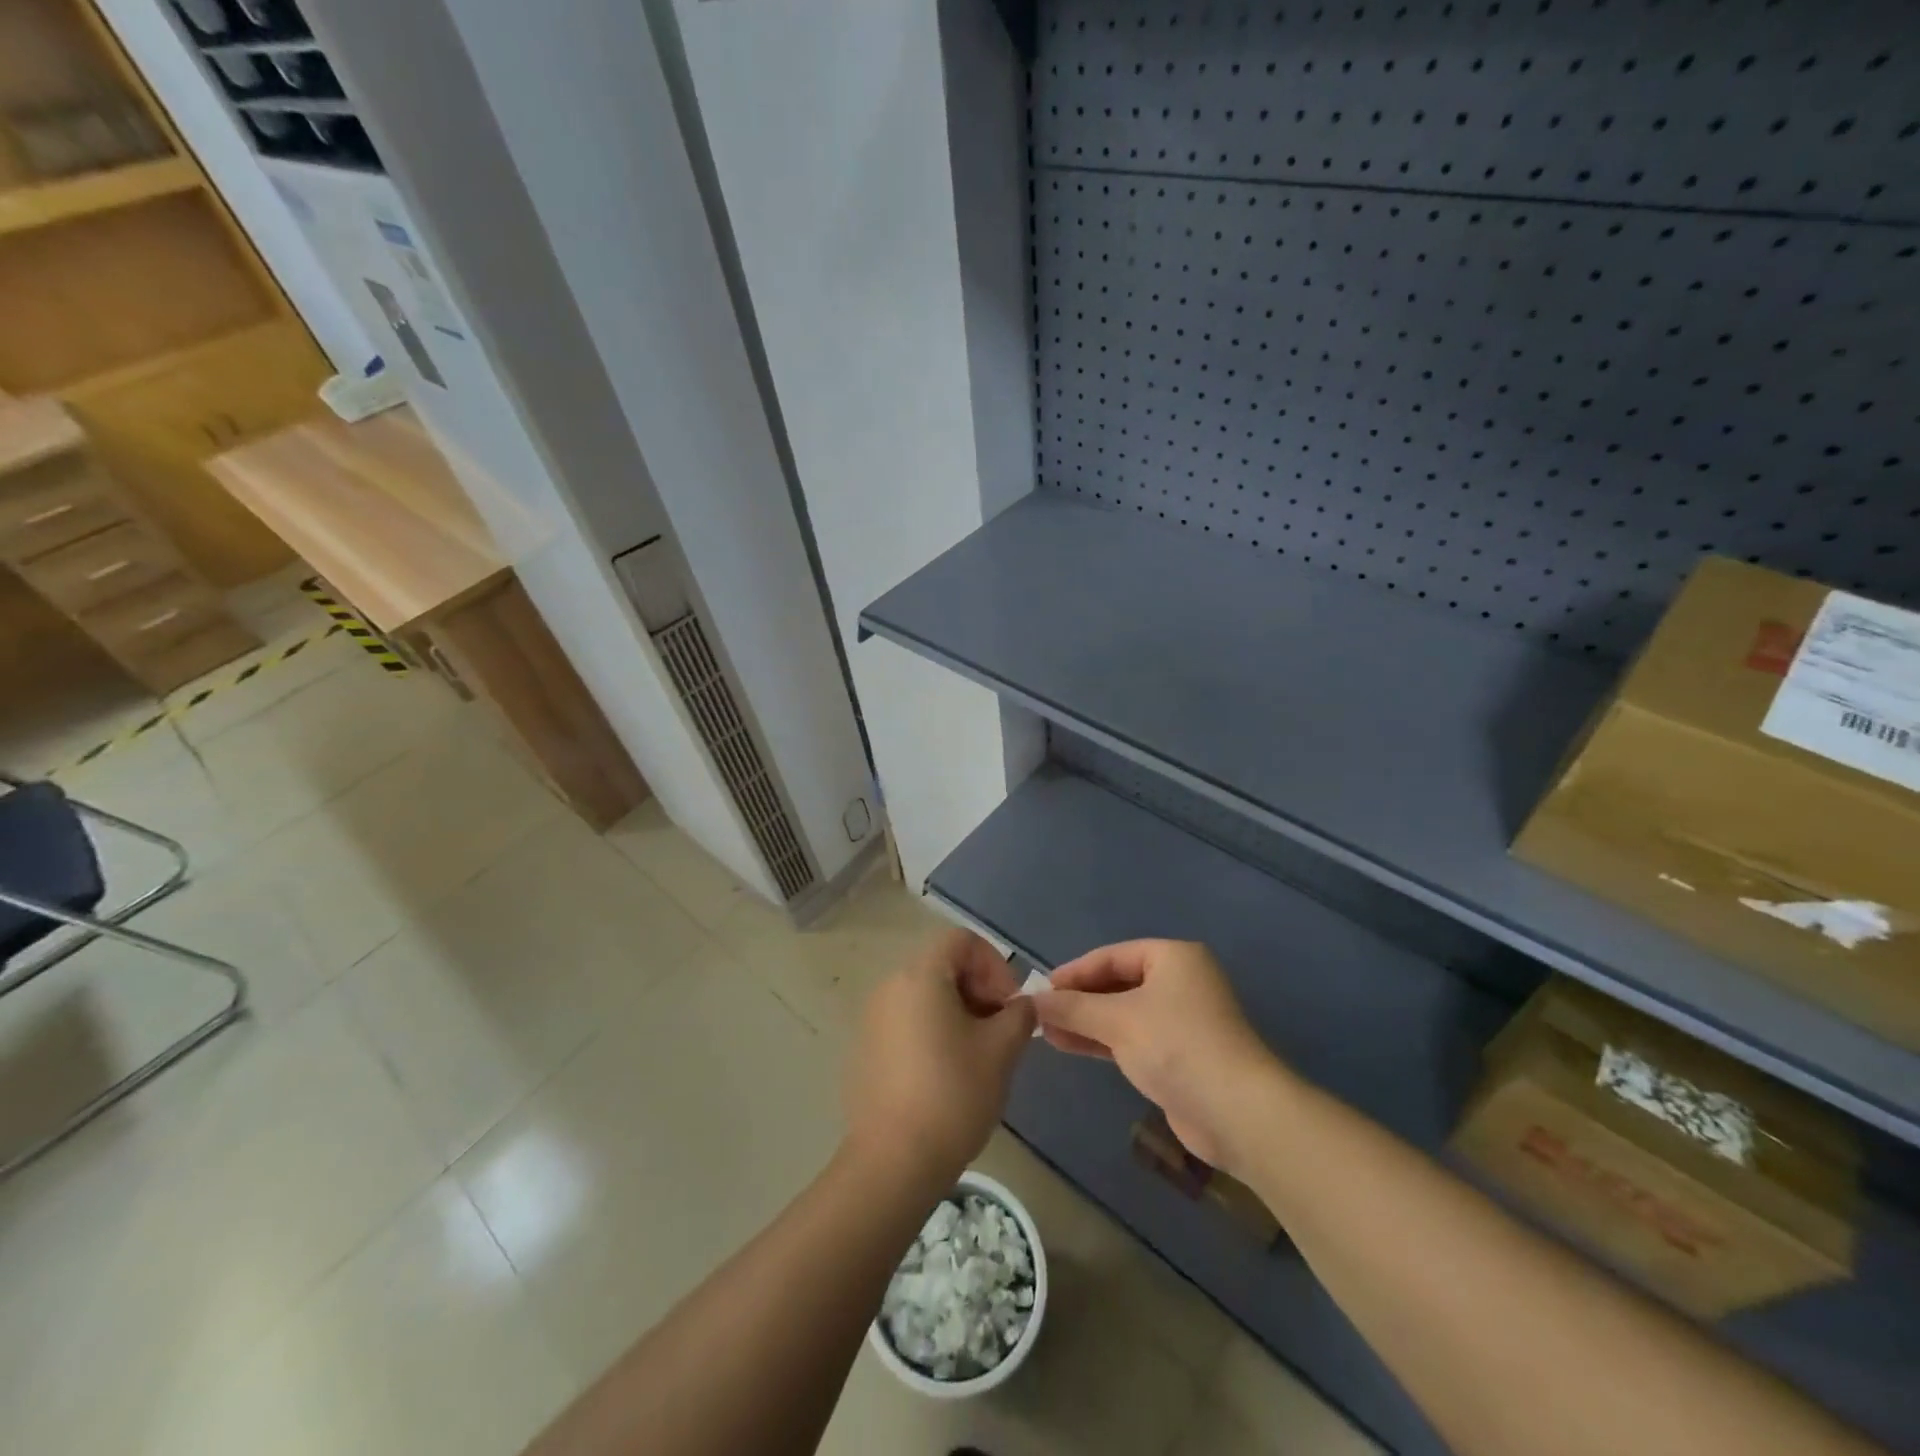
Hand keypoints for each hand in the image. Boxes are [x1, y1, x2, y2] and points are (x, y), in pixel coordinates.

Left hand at [843, 928, 1035, 1184]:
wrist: (893, 1161)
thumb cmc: (953, 1094)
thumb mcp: (1001, 1050)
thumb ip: (1019, 1015)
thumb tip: (1021, 1006)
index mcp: (920, 975)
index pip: (961, 940)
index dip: (994, 964)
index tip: (1009, 1005)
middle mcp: (890, 986)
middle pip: (942, 965)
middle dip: (979, 989)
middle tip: (1000, 1030)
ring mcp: (872, 1018)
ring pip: (925, 995)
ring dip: (958, 1012)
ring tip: (978, 1055)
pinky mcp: (865, 1049)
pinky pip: (906, 1021)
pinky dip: (932, 1032)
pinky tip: (947, 1075)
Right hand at [1033, 939, 1280, 1173]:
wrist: (1237, 1112)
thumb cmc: (1176, 1046)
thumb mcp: (1118, 1020)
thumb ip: (1073, 1008)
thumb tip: (1032, 1001)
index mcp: (1173, 958)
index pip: (1112, 955)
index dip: (1074, 971)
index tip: (1041, 989)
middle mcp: (1180, 982)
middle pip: (1118, 983)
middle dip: (1079, 999)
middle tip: (1041, 1013)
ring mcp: (1183, 1020)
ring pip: (1124, 1013)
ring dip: (1087, 1022)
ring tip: (1047, 1032)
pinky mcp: (1181, 1055)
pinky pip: (1134, 1038)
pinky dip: (1104, 1041)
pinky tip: (1072, 1046)